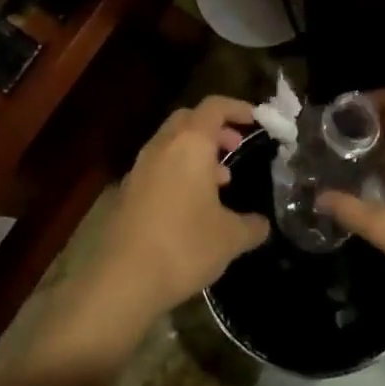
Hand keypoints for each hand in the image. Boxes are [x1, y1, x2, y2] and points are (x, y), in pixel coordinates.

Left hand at [87, 95, 269, 330]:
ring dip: (196, 151)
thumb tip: (262, 224)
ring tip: (220, 180)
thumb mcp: (230, 238)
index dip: (237, 108)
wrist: (123, 278)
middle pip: (189, 119)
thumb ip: (251, 225)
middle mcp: (163, 145)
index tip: (256, 119)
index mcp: (190, 143)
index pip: (214, 106)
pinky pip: (159, 166)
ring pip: (172, 143)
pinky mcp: (128, 190)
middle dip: (215, 128)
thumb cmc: (184, 246)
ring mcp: (140, 167)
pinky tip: (192, 204)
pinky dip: (179, 170)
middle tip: (236, 147)